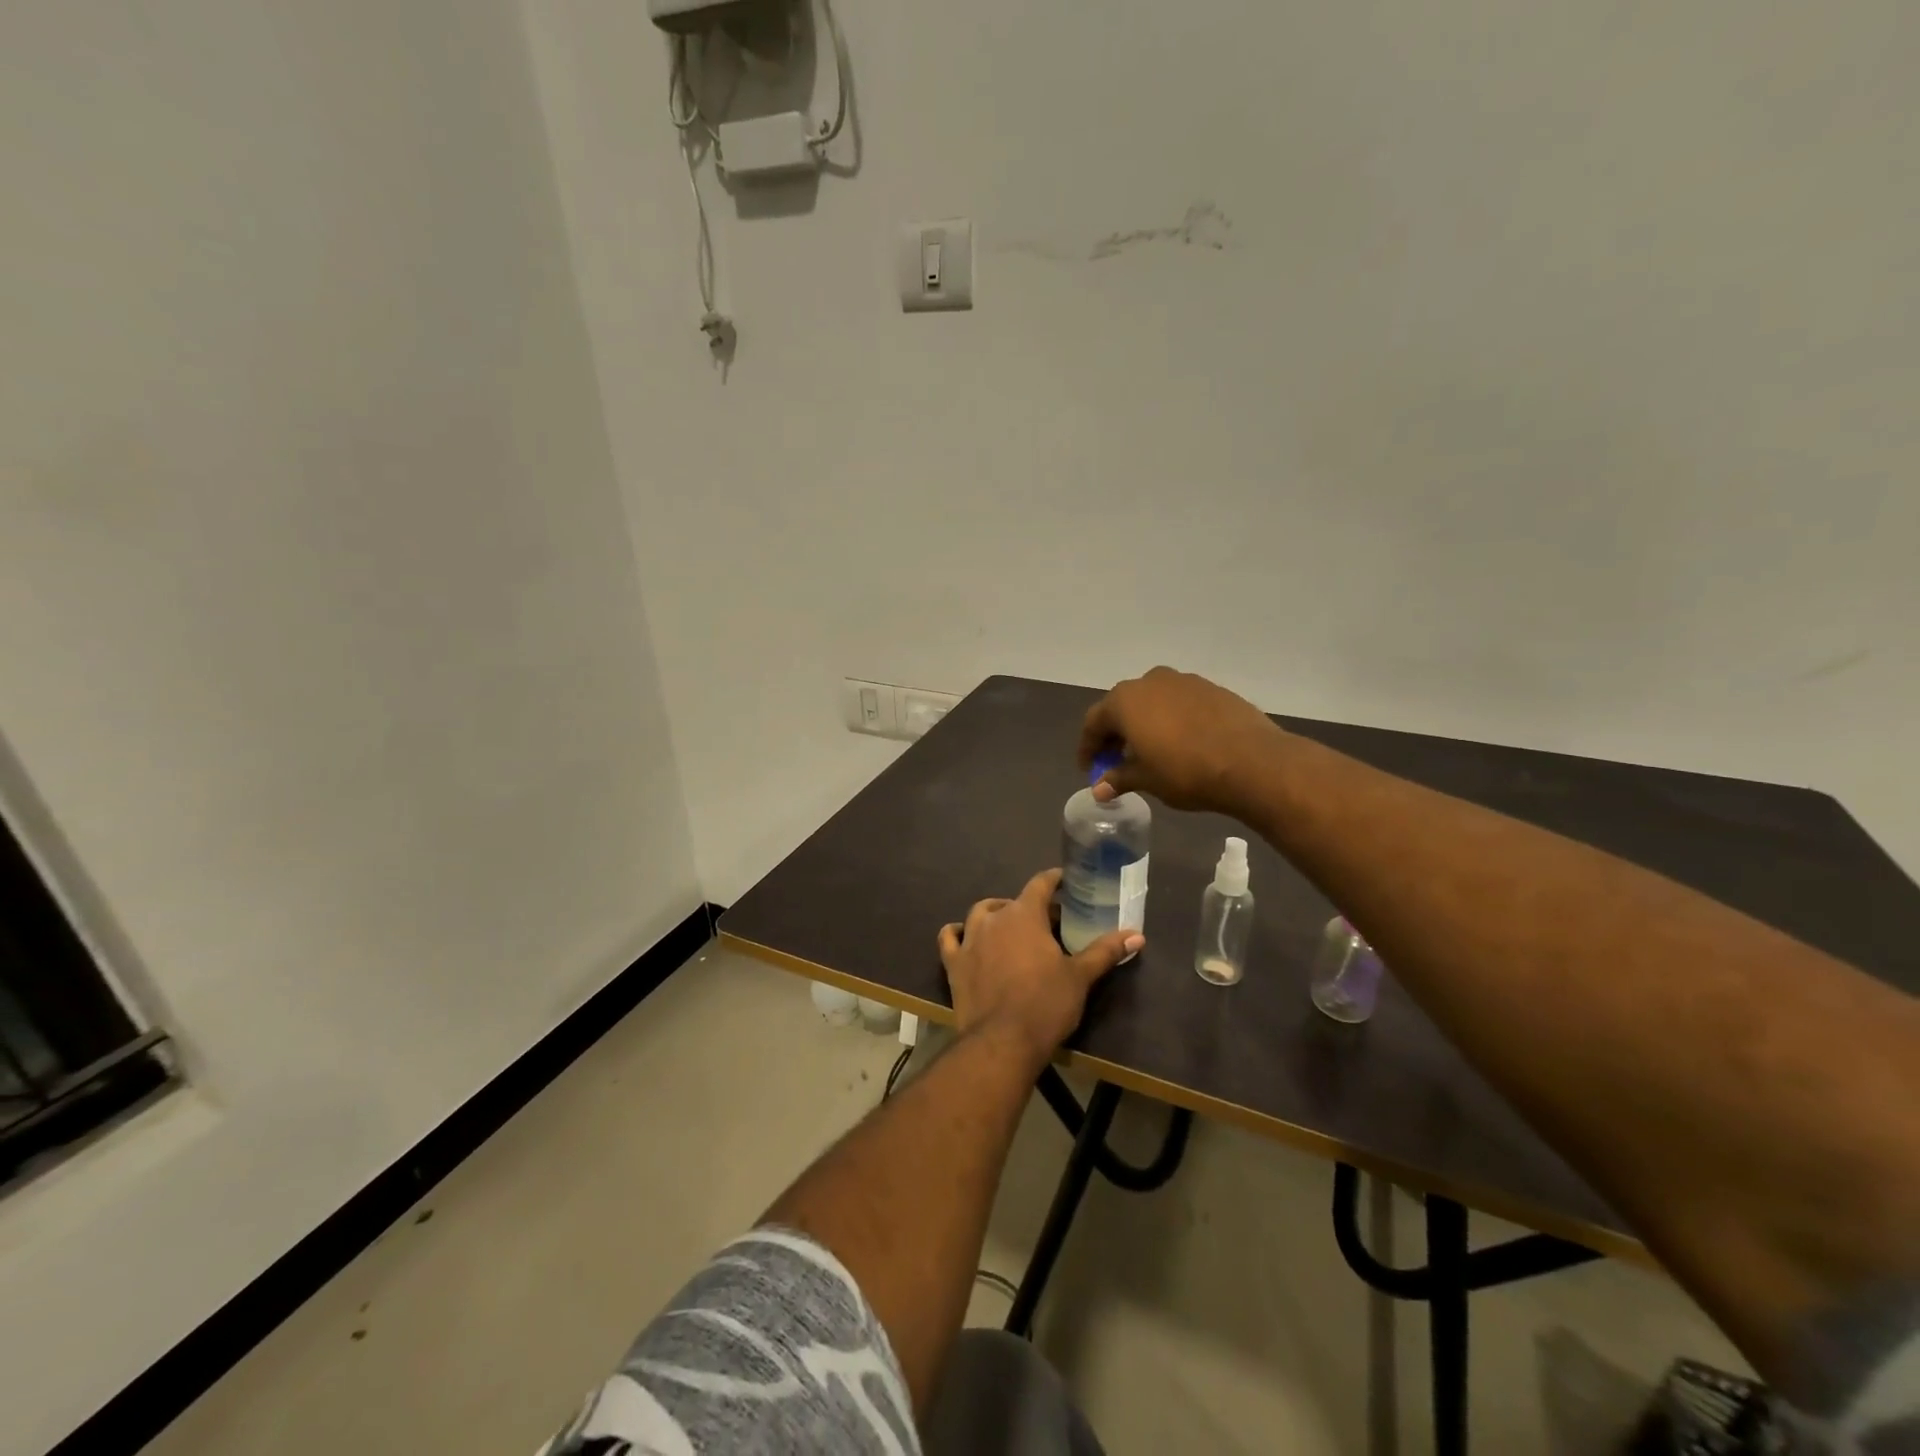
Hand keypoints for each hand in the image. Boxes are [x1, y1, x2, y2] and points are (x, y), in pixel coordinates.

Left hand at [939, 869, 1140, 1066]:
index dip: (1053, 879)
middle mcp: (994, 918)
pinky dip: (957, 933)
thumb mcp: (1080, 977)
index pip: (1040, 883)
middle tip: (1048, 922)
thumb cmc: (1045, 1003)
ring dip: (994, 914)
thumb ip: (1105, 951)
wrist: (1002, 1041)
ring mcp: (969, 939)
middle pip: (1013, 901)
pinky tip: (964, 937)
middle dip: (1030, 906)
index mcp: (1024, 914)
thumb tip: (1137, 935)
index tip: (1063, 879)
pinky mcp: (953, 963)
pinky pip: (949, 938)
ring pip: (980, 913)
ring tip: (1009, 925)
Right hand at [1077, 666, 1286, 812]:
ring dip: (1145, 724)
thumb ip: (1119, 778)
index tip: (1089, 768)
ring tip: (1150, 752)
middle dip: (1116, 733)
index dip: (1088, 747)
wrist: (1252, 761)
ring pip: (1153, 701)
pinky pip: (1180, 703)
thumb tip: (1098, 789)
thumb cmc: (1186, 771)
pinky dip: (1172, 720)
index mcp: (1125, 700)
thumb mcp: (1147, 779)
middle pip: (1122, 706)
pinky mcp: (1212, 688)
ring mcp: (1184, 681)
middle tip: (1116, 761)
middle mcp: (1150, 682)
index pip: (1094, 722)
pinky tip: (1181, 743)